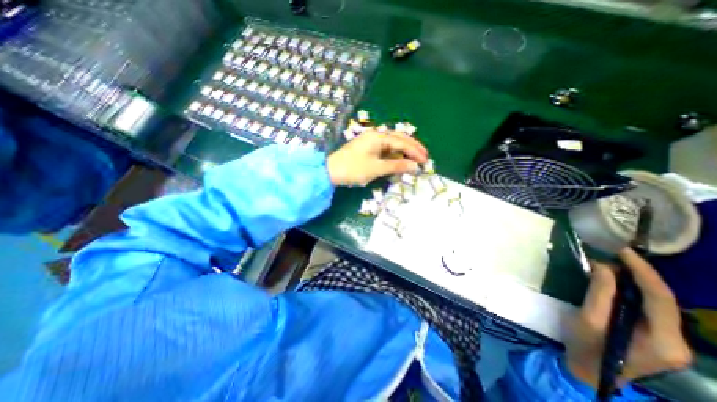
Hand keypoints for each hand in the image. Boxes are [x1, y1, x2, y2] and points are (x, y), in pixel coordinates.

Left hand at [327, 130, 426, 185]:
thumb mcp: (376, 169)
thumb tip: (414, 166)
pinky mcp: (367, 149)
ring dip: (403, 152)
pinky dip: (393, 156)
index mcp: (378, 137)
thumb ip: (396, 166)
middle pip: (399, 139)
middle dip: (412, 148)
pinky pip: (385, 150)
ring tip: (414, 160)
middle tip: (424, 157)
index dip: (414, 151)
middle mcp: (376, 136)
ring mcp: (370, 142)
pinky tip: (399, 161)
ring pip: (392, 145)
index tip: (425, 160)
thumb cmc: (353, 169)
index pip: (401, 142)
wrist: (331, 171)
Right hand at [569, 250, 691, 387]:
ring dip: (634, 281)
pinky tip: (614, 281)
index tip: (622, 251)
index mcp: (665, 342)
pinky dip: (630, 290)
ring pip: (656, 302)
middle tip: (612, 254)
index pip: (661, 298)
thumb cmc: (585, 346)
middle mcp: (678, 342)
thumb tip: (604, 265)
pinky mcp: (656, 336)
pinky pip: (647, 307)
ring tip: (611, 263)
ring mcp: (670, 340)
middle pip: (663, 300)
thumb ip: (599, 292)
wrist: (588, 370)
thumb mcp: (588, 318)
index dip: (643, 271)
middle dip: (638, 274)